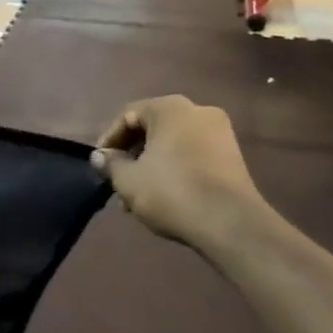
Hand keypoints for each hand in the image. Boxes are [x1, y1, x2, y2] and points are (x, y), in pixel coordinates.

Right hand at [90, 96, 273, 249]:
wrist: (231, 224)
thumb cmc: (172, 192)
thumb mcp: (128, 180)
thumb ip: (110, 164)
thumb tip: (100, 157)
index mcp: (170, 108)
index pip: (128, 116)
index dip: (109, 140)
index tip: (100, 164)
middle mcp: (197, 111)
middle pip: (152, 129)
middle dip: (131, 156)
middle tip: (118, 182)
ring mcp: (220, 132)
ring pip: (172, 144)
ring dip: (151, 166)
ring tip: (137, 198)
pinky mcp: (233, 156)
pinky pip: (192, 155)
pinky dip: (174, 169)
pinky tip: (164, 197)